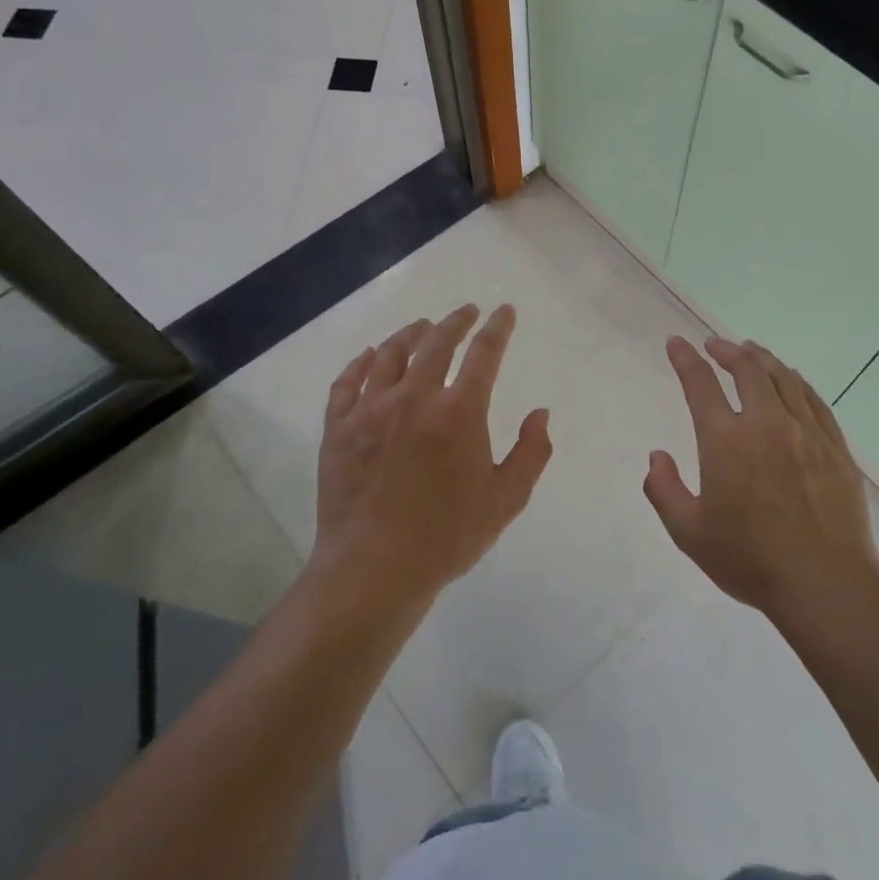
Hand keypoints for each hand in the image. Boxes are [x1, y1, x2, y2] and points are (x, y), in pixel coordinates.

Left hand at [311, 304, 551, 610]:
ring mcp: (370, 410)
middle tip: (466, 311)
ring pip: (389, 355)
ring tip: (421, 327)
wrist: (374, 568)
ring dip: (409, 334)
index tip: (504, 311)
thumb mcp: (506, 499)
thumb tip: (540, 413)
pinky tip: (368, 355)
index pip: (485, 354)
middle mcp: (414, 398)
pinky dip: (360, 363)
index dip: (498, 328)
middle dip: (456, 321)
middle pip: (437, 343)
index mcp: (459, 412)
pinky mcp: (338, 428)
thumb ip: (531, 452)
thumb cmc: (447, 536)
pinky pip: (347, 382)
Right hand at [644, 336, 878, 620]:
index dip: (685, 359)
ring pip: (783, 378)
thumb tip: (657, 457)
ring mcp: (807, 433)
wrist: (825, 585)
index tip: (676, 343)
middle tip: (714, 345)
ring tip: (750, 352)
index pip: (700, 384)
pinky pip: (814, 400)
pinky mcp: (836, 448)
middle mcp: (766, 424)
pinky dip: (796, 381)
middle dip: (726, 349)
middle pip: (747, 368)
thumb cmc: (750, 560)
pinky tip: (792, 380)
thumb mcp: (689, 532)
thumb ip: (664, 489)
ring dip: (762, 358)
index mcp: (726, 441)